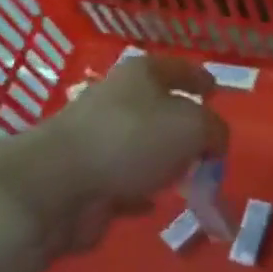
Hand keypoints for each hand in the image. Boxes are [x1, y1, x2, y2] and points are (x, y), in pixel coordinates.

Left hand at [0, 55, 226, 253]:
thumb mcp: (194, 127)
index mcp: (141, 76)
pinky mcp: (84, 178)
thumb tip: (213, 142)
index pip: (177, 68)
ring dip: (161, 161)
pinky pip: (122, 183)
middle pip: (157, 108)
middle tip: (206, 144)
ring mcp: (96, 140)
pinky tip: (153, 203)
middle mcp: (116, 101)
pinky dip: (139, 191)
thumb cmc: (132, 140)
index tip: (215, 90)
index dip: (199, 77)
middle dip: (182, 125)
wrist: (58, 185)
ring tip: (187, 177)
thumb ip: (215, 131)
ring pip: (139, 147)